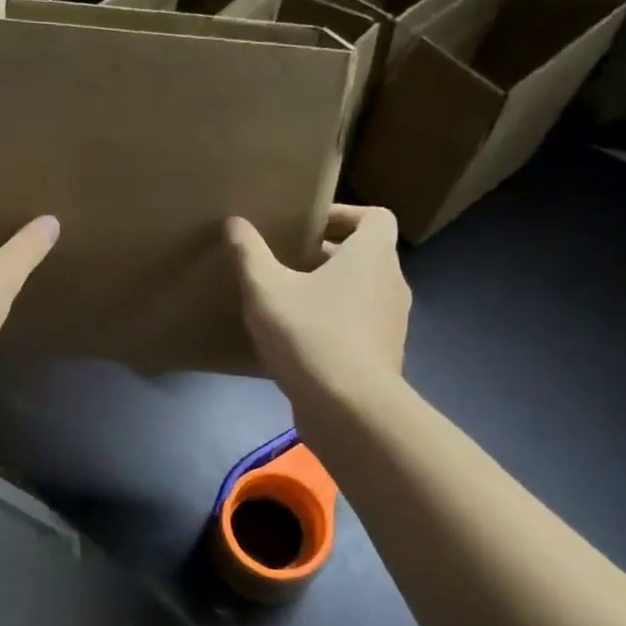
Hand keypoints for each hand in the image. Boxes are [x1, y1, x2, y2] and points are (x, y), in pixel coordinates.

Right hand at [227, 205, 410, 396]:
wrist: (350, 410)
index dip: (343, 215)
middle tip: (287, 262)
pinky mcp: (382, 356)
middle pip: (365, 255)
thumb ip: (249, 254)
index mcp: (372, 256)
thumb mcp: (266, 290)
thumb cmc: (311, 335)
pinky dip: (334, 324)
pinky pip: (358, 327)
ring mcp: (391, 324)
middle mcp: (391, 284)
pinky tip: (298, 342)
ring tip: (289, 302)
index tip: (307, 226)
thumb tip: (235, 223)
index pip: (375, 217)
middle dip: (327, 255)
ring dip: (330, 291)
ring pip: (362, 293)